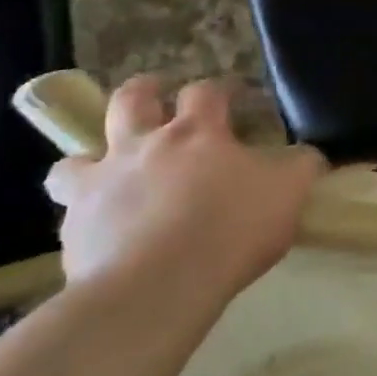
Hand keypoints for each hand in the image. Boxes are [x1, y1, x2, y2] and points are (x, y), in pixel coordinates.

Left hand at [45, 77, 324, 306]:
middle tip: (153, 98)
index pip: (206, 92)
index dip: (220, 89)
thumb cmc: (232, 228)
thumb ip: (301, 166)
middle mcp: (142, 147)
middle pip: (129, 101)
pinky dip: (84, 215)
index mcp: (197, 134)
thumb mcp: (289, 191)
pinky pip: (69, 213)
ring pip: (75, 158)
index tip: (233, 97)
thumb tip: (308, 155)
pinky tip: (103, 232)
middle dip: (142, 94)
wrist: (158, 286)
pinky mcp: (73, 229)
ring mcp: (100, 186)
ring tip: (106, 171)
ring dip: (89, 158)